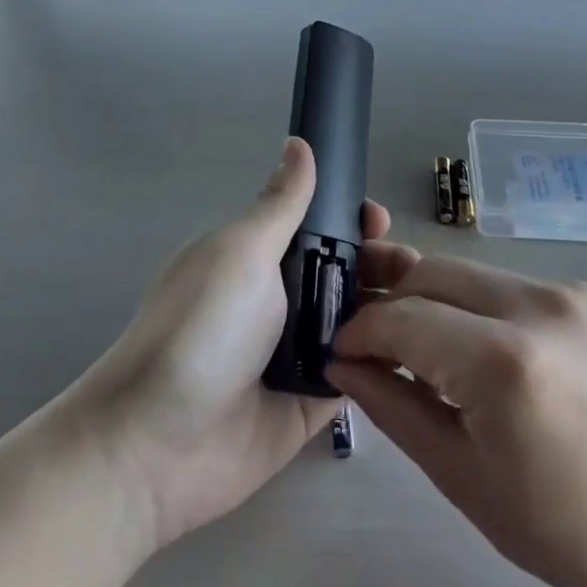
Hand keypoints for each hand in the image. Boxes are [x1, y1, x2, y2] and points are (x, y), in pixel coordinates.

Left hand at [77, 137, 389, 549]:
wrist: (157, 443)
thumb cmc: (202, 329)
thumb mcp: (241, 251)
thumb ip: (281, 204)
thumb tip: (297, 142)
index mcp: (261, 258)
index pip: (320, 228)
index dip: (353, 221)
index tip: (380, 221)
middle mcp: (282, 301)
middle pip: (346, 273)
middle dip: (382, 264)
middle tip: (414, 270)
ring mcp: (298, 354)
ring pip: (359, 322)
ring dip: (393, 310)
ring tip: (429, 307)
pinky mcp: (312, 402)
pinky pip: (359, 375)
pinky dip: (385, 361)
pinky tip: (424, 352)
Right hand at [328, 251, 586, 586]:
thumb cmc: (565, 531)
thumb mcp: (463, 478)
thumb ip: (394, 407)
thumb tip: (342, 364)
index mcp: (506, 362)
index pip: (402, 317)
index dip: (360, 330)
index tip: (341, 353)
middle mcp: (539, 304)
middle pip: (431, 273)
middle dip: (391, 303)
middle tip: (374, 348)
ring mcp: (569, 291)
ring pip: (468, 271)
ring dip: (431, 300)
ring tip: (422, 348)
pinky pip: (507, 283)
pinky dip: (474, 305)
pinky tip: (476, 348)